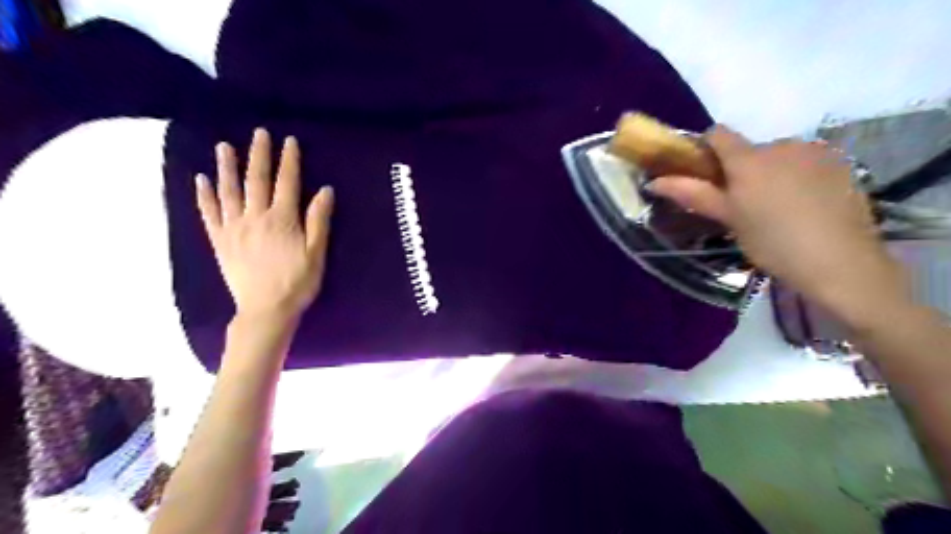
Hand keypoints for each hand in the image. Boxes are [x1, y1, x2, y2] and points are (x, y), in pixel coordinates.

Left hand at [192, 127, 332, 319]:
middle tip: (258, 133)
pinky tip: (199, 180)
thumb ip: (319, 220)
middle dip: (258, 155)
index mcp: (282, 220)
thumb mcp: (317, 253)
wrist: (266, 309)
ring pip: (229, 191)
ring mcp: (234, 228)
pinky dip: (203, 195)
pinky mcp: (220, 241)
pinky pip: (208, 214)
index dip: (289, 160)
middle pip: (256, 180)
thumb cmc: (298, 282)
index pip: (287, 183)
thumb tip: (325, 190)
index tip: (289, 140)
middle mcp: (256, 217)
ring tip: (224, 147)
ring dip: (227, 167)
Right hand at [654, 125, 905, 317]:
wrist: (840, 263)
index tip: (705, 174)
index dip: (706, 149)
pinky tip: (805, 206)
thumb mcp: (728, 219)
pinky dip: (798, 177)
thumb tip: (654, 182)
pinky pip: (806, 162)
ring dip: (771, 173)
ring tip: (777, 208)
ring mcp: (815, 152)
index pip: (718, 134)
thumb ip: (693, 194)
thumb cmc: (772, 241)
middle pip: (750, 149)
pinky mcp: (841, 164)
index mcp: (749, 159)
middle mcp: (782, 145)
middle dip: (742, 170)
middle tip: (743, 204)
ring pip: (779, 156)